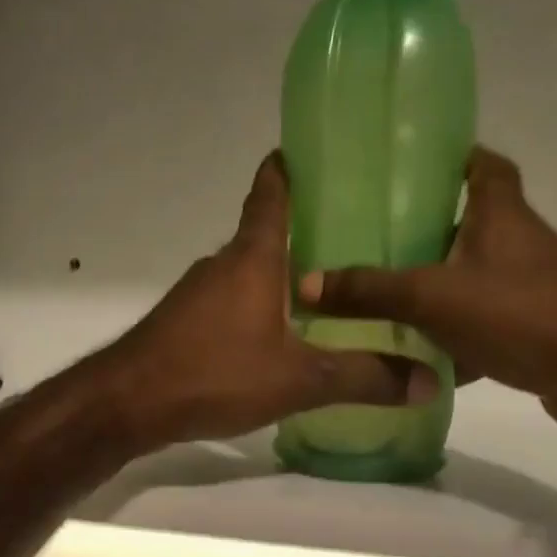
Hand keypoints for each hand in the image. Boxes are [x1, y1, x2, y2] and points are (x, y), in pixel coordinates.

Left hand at [101, 153, 435, 447]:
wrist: (128, 403)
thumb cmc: (214, 373)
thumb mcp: (298, 379)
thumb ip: (362, 378)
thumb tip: (428, 380)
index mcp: (252, 258)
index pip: (270, 194)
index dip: (288, 170)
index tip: (313, 152)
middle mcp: (222, 265)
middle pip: (265, 235)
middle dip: (305, 232)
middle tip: (356, 238)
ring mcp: (197, 295)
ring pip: (248, 273)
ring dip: (281, 276)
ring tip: (328, 291)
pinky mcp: (184, 324)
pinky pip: (231, 303)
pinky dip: (258, 307)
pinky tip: (280, 336)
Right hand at [298, 148, 556, 446]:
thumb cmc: (522, 313)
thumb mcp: (432, 297)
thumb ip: (369, 290)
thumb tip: (304, 282)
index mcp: (499, 214)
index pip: (482, 164)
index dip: (450, 157)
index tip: (408, 165)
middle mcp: (516, 242)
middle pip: (468, 221)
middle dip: (424, 228)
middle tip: (371, 236)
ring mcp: (526, 287)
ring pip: (469, 275)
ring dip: (433, 283)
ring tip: (378, 292)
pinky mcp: (529, 328)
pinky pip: (478, 322)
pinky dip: (450, 334)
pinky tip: (412, 353)